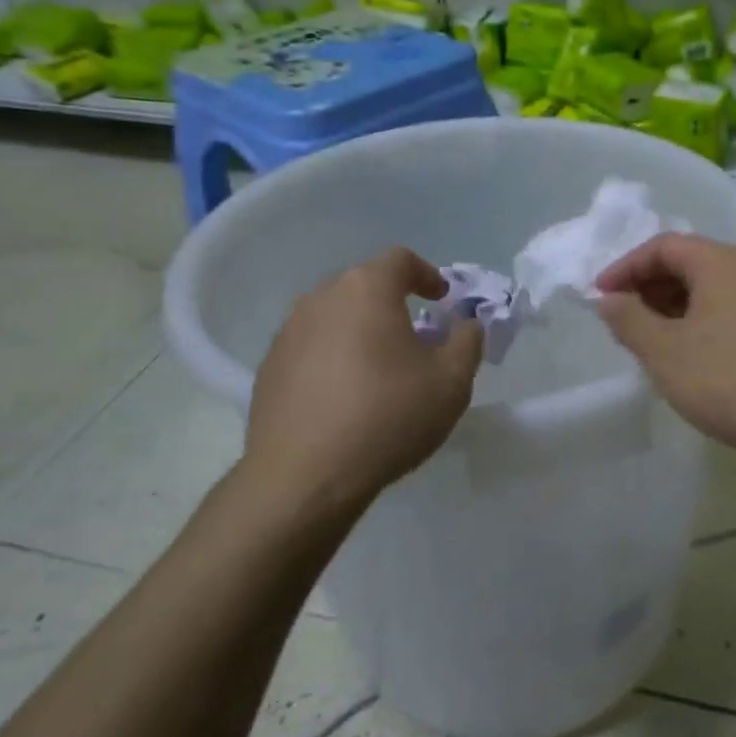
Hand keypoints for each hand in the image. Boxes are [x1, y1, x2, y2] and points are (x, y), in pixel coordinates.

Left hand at [240, 248, 482, 520]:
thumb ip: (468, 341)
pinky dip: (333, 358)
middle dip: (393, 303)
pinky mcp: (268, 368)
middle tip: (415, 336)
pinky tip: (344, 397)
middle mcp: (321, 299)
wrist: (306, 476)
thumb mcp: (452, 381)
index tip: (442, 300)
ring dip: (360, 331)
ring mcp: (288, 333)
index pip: (400, 260)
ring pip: (334, 317)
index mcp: (367, 290)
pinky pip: (310, 348)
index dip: (427, 274)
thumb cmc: (388, 416)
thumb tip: (466, 324)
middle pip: (364, 286)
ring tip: (379, 369)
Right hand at [595, 234, 735, 471]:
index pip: (664, 246)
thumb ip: (629, 320)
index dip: (626, 267)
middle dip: (648, 287)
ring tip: (646, 340)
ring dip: (671, 307)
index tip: (600, 297)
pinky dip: (697, 322)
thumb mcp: (665, 351)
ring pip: (709, 290)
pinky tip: (684, 355)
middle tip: (620, 319)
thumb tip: (608, 300)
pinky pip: (727, 311)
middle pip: (689, 263)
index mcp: (723, 263)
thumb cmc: (728, 380)